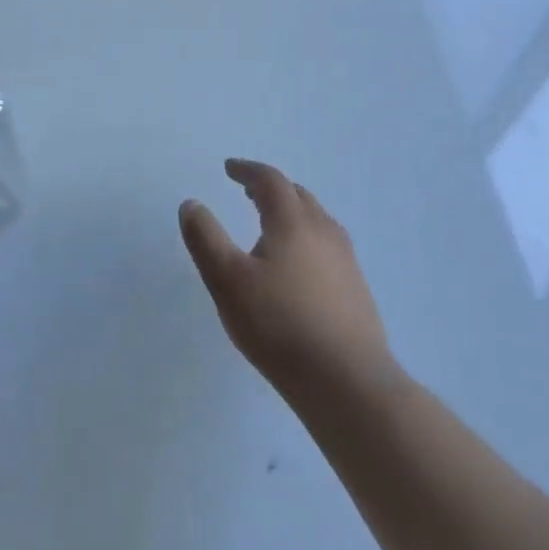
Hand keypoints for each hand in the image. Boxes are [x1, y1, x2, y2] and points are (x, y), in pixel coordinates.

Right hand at [180, 159, 394, 401]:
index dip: (247, 170)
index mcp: (293, 221)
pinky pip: (328, 247)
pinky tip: (298, 268)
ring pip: (317, 221)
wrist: (347, 381)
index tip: (229, 168)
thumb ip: (205, 238)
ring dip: (291, 213)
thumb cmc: (279, 325)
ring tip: (270, 228)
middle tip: (248, 193)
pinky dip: (306, 240)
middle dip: (271, 189)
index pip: (270, 181)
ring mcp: (346, 261)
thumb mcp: (226, 280)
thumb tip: (191, 204)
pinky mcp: (357, 289)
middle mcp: (324, 231)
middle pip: (297, 196)